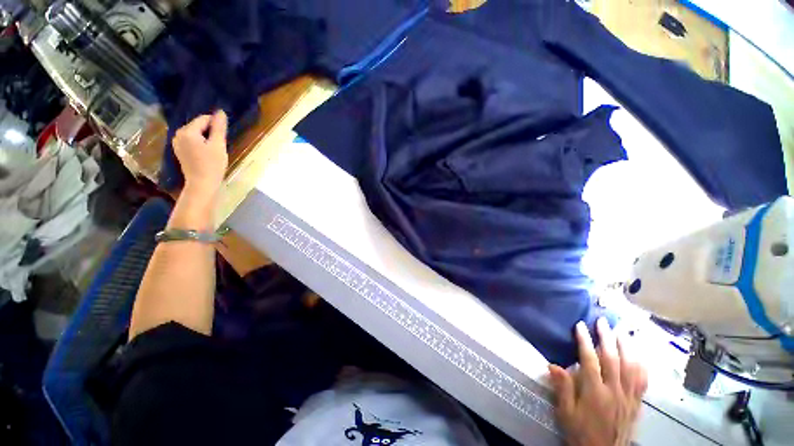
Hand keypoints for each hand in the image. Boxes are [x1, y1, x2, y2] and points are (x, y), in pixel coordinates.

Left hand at [172, 110, 228, 193]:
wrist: (202, 184)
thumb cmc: (212, 165)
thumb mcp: (218, 145)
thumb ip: (219, 127)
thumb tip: (221, 112)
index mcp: (187, 131)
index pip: (204, 119)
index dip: (216, 127)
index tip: (223, 139)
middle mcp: (178, 133)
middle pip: (199, 126)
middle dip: (210, 133)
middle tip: (219, 146)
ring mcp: (177, 142)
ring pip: (196, 133)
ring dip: (206, 139)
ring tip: (213, 151)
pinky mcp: (179, 150)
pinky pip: (192, 141)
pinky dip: (201, 144)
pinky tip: (206, 154)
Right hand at [549, 318, 647, 445]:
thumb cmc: (580, 432)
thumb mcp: (565, 413)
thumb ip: (562, 388)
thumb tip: (552, 364)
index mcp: (594, 393)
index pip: (590, 360)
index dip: (585, 341)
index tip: (580, 325)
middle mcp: (614, 391)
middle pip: (613, 359)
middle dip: (607, 337)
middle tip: (603, 321)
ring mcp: (628, 397)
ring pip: (631, 367)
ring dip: (627, 346)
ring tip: (622, 331)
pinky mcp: (637, 403)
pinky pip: (643, 381)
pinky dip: (641, 365)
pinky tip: (639, 354)